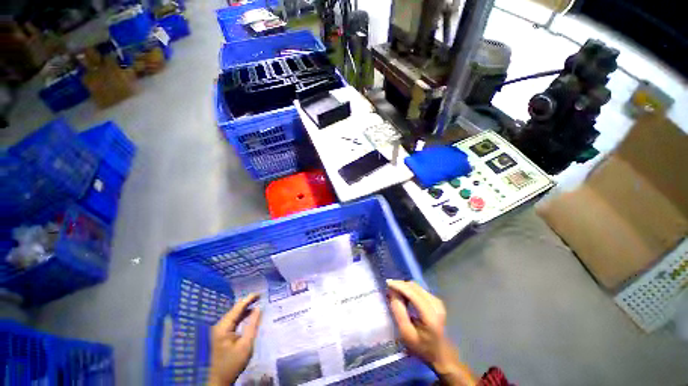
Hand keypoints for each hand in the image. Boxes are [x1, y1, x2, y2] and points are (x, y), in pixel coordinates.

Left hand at [208, 293, 261, 385]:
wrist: (221, 379)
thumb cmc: (234, 362)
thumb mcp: (246, 344)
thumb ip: (253, 324)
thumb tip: (259, 308)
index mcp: (223, 327)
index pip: (237, 308)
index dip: (249, 299)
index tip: (260, 293)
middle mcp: (220, 325)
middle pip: (235, 309)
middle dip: (247, 302)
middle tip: (260, 297)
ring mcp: (220, 329)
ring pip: (234, 314)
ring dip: (245, 308)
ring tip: (257, 302)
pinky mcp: (222, 333)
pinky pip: (233, 320)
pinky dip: (242, 315)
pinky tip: (250, 313)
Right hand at [386, 280, 475, 385]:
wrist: (442, 354)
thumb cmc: (422, 347)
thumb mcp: (406, 333)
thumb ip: (399, 312)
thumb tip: (393, 293)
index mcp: (430, 315)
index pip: (412, 293)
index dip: (399, 286)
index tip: (387, 283)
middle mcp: (436, 305)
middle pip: (414, 287)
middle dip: (400, 285)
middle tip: (389, 289)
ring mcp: (438, 301)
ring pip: (417, 287)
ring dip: (405, 287)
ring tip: (396, 293)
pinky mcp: (437, 301)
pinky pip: (420, 290)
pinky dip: (410, 290)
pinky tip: (405, 296)